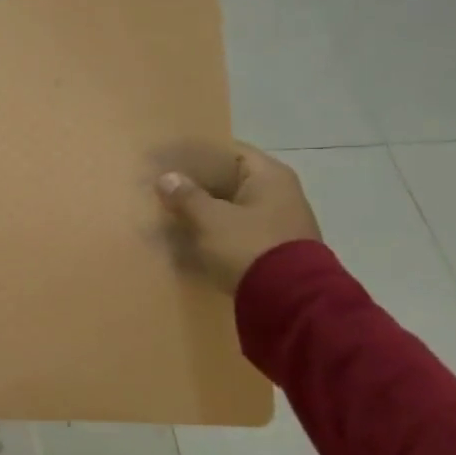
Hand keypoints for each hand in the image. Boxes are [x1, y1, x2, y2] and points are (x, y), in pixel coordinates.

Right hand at [156, 143, 321, 293]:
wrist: (290, 302)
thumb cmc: (249, 246)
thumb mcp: (210, 219)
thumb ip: (187, 196)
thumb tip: (167, 178)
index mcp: (269, 176)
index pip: (229, 151)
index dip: (197, 154)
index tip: (170, 160)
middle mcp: (280, 193)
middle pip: (231, 181)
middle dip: (198, 186)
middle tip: (165, 189)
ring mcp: (280, 223)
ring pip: (233, 208)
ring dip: (206, 211)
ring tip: (173, 215)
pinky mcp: (275, 249)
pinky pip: (239, 231)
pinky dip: (217, 232)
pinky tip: (192, 240)